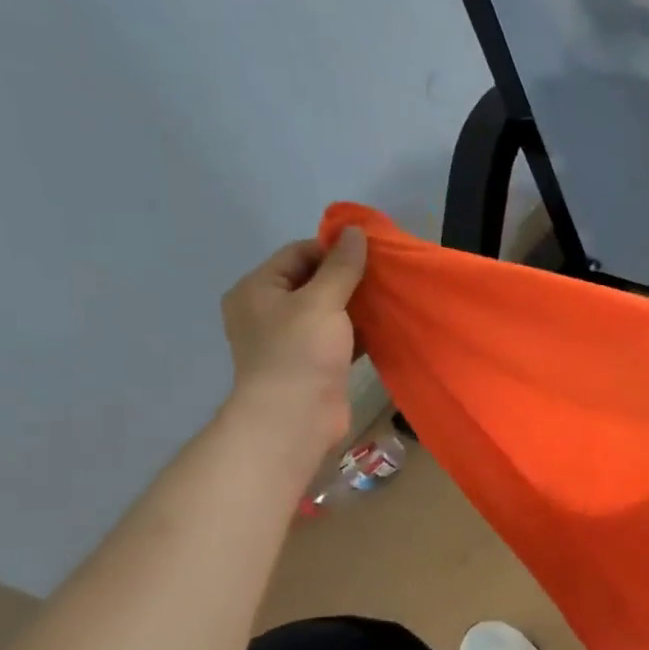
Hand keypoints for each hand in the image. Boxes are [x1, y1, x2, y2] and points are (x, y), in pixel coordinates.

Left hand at [219, 229, 366, 453]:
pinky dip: (359, 331)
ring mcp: (290, 340)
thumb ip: (341, 266)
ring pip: (328, 311)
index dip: (333, 250)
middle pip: (313, 281)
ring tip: (390, 298)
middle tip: (385, 275)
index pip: (298, 253)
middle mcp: (268, 311)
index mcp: (258, 289)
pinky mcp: (312, 363)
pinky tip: (385, 326)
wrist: (294, 418)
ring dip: (357, 305)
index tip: (371, 254)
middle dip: (349, 278)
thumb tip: (354, 231)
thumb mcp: (322, 301)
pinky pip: (338, 336)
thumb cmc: (301, 352)